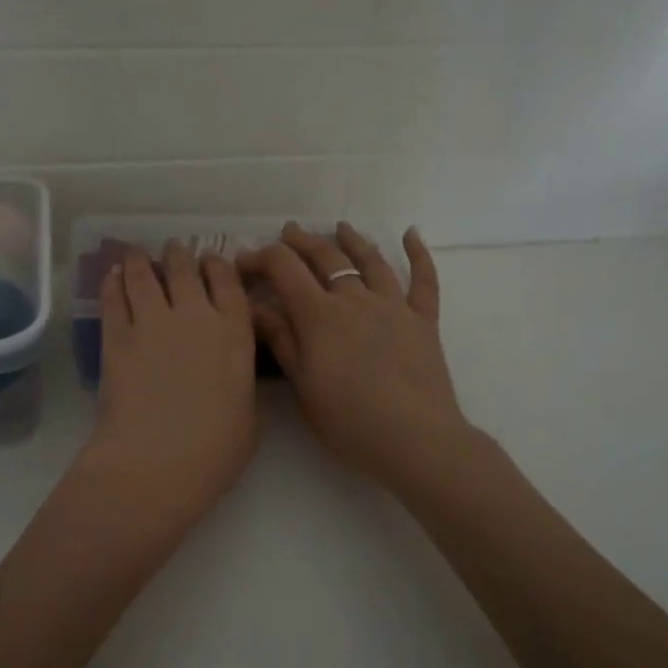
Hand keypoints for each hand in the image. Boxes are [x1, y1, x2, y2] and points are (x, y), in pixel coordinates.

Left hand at [81, 242, 259, 541]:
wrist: (157, 461)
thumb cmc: (215, 449)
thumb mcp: (250, 416)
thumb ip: (241, 384)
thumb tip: (231, 375)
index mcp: (234, 332)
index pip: (227, 283)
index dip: (218, 266)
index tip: (211, 260)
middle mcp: (194, 316)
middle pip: (185, 270)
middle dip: (180, 255)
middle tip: (174, 249)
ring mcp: (152, 323)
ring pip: (145, 277)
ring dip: (142, 261)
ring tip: (137, 254)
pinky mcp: (116, 338)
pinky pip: (114, 299)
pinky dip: (113, 282)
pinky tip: (112, 275)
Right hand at [240, 223, 471, 488]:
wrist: (414, 438)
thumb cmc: (348, 420)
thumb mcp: (302, 383)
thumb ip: (281, 339)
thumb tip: (254, 304)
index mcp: (319, 315)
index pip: (284, 269)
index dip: (260, 258)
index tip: (244, 261)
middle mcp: (355, 299)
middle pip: (326, 258)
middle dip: (301, 243)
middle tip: (287, 234)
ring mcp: (393, 306)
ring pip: (371, 261)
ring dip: (352, 240)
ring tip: (340, 228)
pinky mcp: (423, 320)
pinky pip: (423, 280)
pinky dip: (418, 254)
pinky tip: (410, 234)